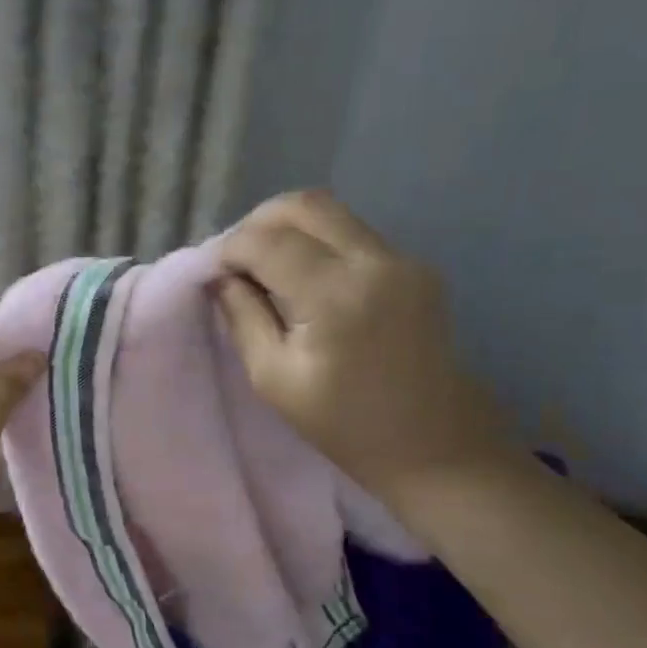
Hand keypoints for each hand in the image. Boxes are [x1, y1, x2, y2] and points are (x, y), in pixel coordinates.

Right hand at [214, 190, 508, 511]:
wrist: (434, 443)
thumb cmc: (343, 424)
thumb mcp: (273, 378)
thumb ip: (243, 317)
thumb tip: (221, 278)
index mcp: (335, 296)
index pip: (267, 242)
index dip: (230, 250)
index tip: (213, 273)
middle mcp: (374, 262)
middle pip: (304, 205)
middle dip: (257, 222)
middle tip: (235, 258)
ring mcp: (402, 259)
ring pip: (331, 212)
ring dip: (287, 228)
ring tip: (264, 265)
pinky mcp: (415, 265)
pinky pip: (352, 233)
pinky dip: (316, 241)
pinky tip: (301, 276)